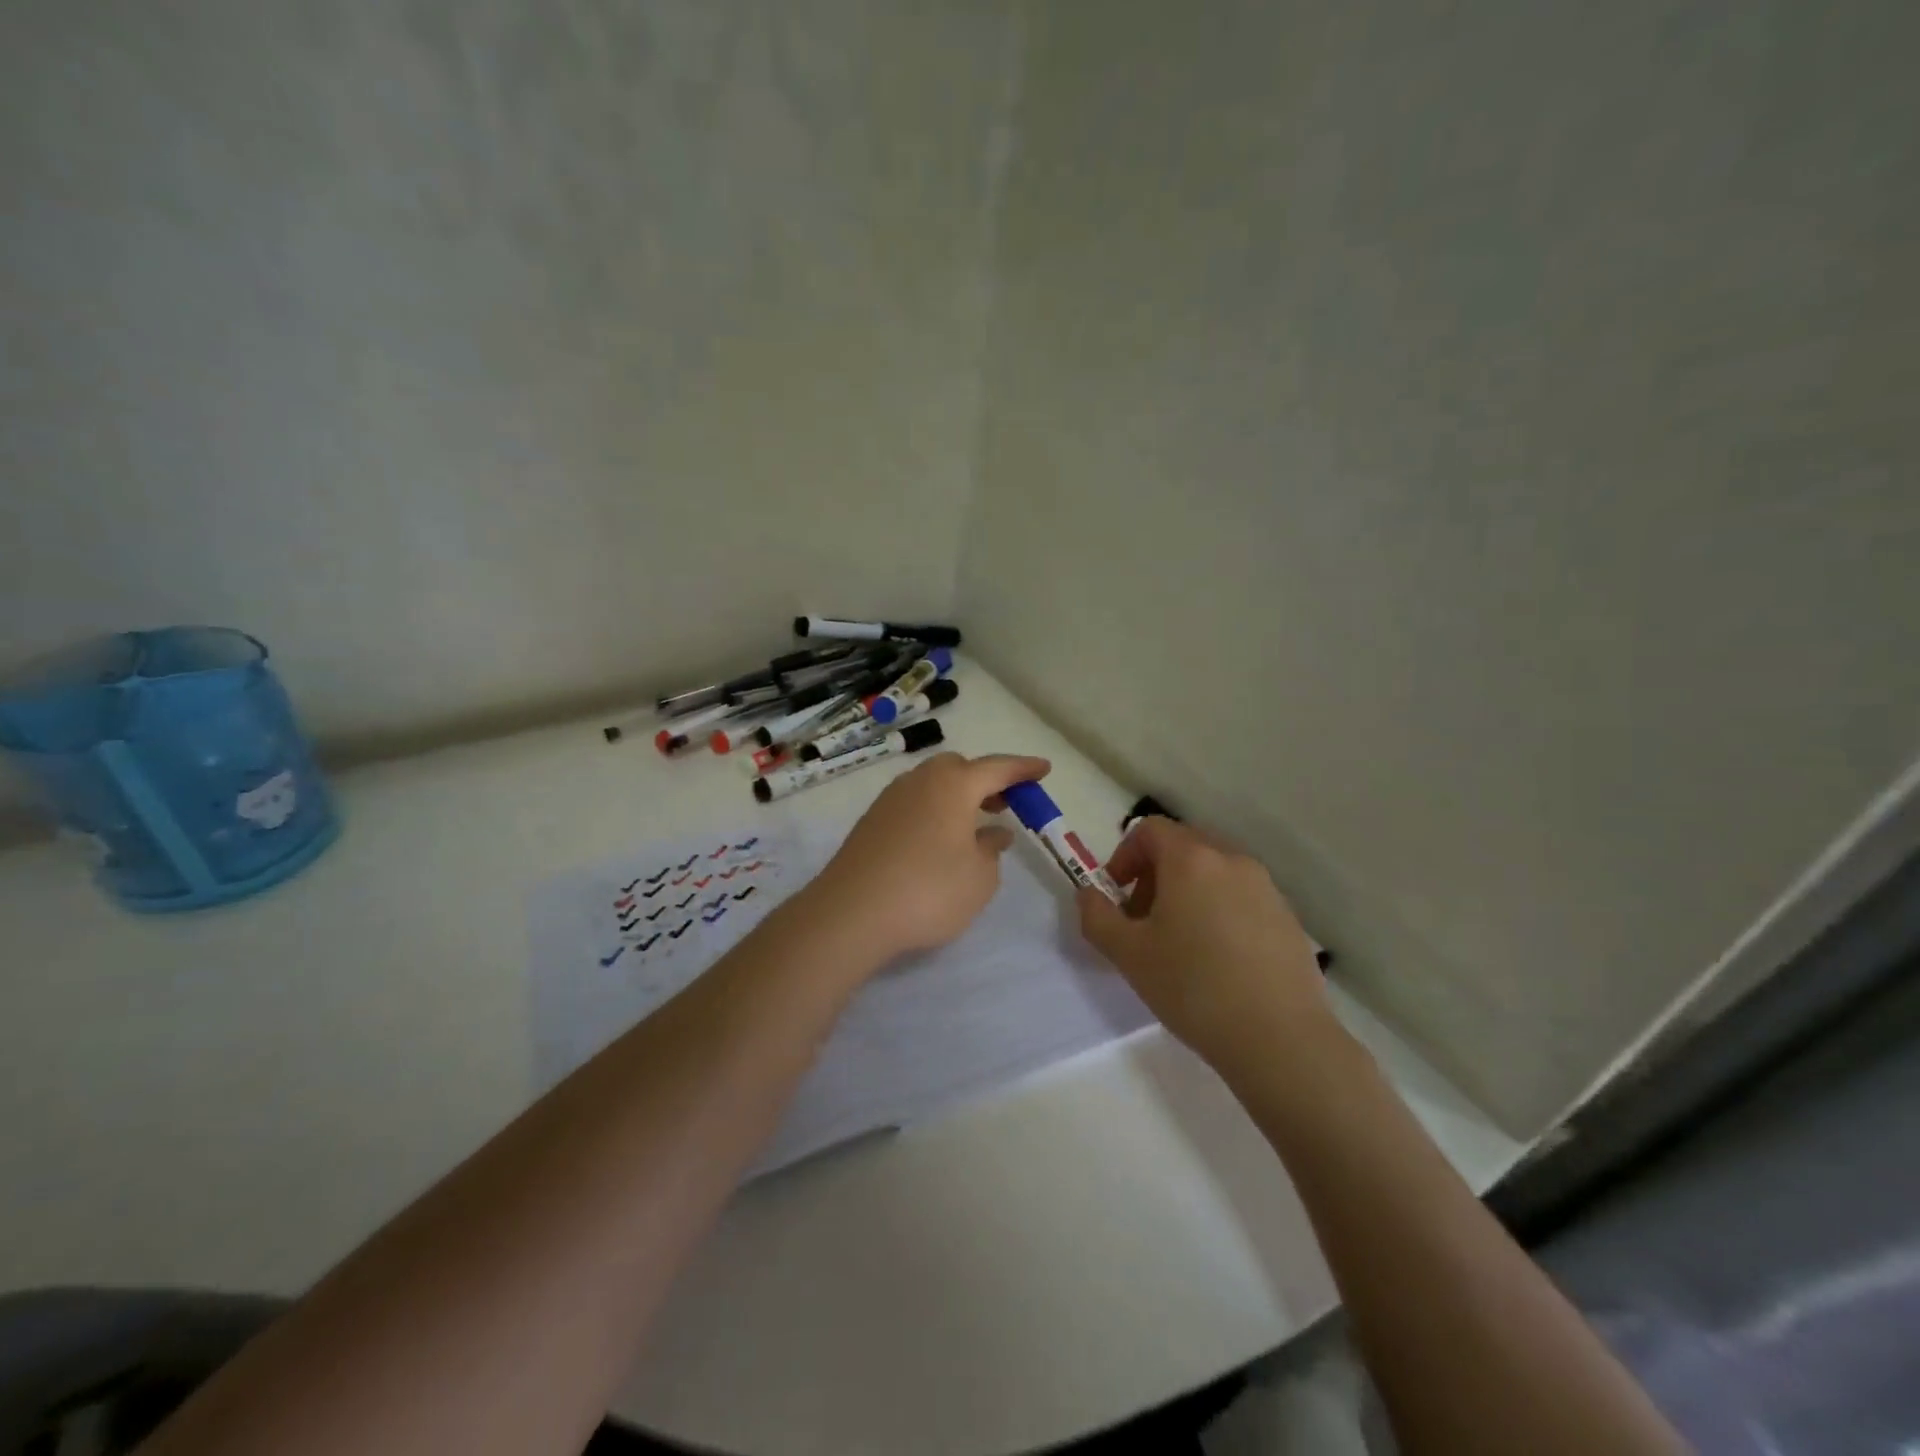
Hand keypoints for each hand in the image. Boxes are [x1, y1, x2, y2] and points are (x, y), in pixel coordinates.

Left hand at [809, 752, 1052, 963]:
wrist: (850, 913)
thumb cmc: (929, 891)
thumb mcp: (979, 878)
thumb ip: (991, 850)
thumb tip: (992, 833)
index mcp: (953, 785)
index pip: (997, 768)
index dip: (1023, 769)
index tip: (1043, 769)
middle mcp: (920, 781)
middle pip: (959, 768)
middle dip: (985, 780)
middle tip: (1005, 803)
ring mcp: (891, 799)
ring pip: (933, 784)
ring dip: (958, 796)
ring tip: (975, 825)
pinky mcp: (872, 821)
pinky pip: (914, 803)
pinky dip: (934, 811)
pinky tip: (940, 842)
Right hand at [1078, 817, 1334, 1078]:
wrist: (1279, 1038)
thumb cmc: (1193, 988)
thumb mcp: (1127, 954)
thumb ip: (1097, 916)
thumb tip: (1089, 894)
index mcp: (1191, 859)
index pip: (1150, 830)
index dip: (1124, 855)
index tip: (1117, 895)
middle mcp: (1231, 860)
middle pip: (1183, 846)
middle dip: (1154, 874)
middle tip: (1143, 920)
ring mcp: (1266, 888)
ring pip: (1214, 872)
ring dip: (1187, 892)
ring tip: (1180, 943)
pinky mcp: (1288, 917)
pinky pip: (1241, 897)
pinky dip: (1219, 910)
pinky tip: (1218, 960)